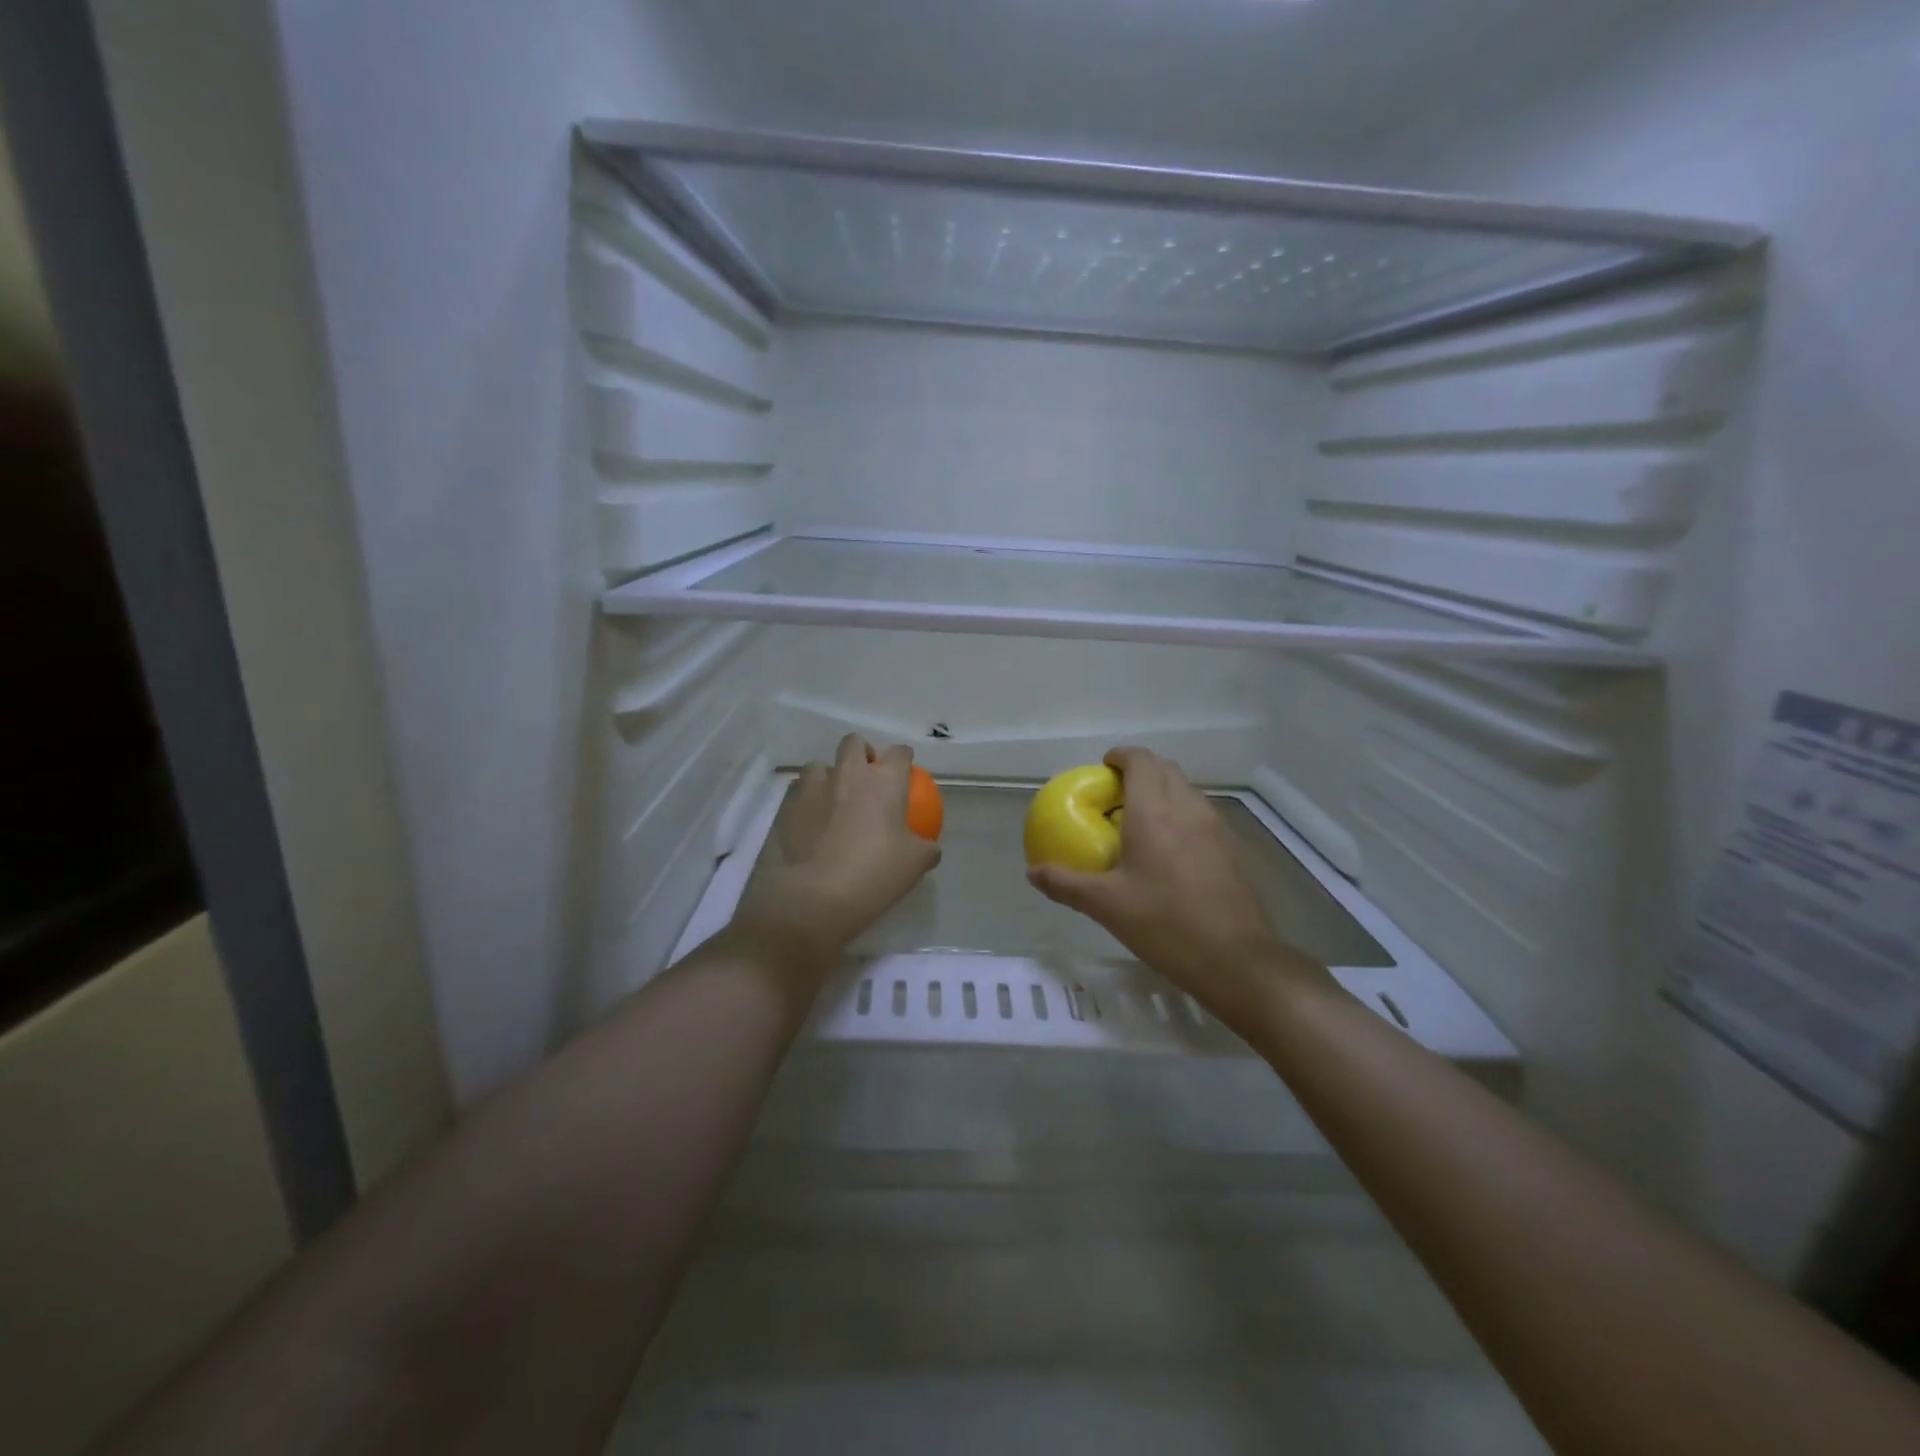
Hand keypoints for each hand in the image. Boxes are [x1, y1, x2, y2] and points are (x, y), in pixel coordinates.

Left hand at [727, 735, 940, 981]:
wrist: (812, 898)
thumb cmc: (873, 875)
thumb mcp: (915, 865)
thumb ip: (926, 848)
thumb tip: (928, 846)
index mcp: (884, 781)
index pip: (899, 753)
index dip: (903, 760)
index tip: (905, 774)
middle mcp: (848, 774)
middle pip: (855, 743)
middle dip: (862, 754)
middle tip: (867, 780)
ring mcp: (813, 787)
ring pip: (820, 765)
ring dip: (829, 776)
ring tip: (833, 801)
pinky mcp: (786, 807)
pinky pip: (798, 792)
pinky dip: (807, 800)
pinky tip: (811, 824)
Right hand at [1027, 747, 1333, 1020]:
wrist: (1235, 960)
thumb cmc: (1164, 924)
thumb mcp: (1106, 905)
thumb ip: (1066, 884)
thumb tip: (1033, 872)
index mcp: (1154, 812)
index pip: (1141, 761)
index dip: (1121, 756)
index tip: (1103, 769)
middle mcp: (1188, 809)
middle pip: (1166, 769)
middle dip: (1140, 771)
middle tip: (1115, 796)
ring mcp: (1216, 828)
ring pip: (1187, 791)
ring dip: (1163, 793)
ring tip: (1140, 823)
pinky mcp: (1233, 850)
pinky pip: (1202, 816)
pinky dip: (1181, 816)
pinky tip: (1169, 853)